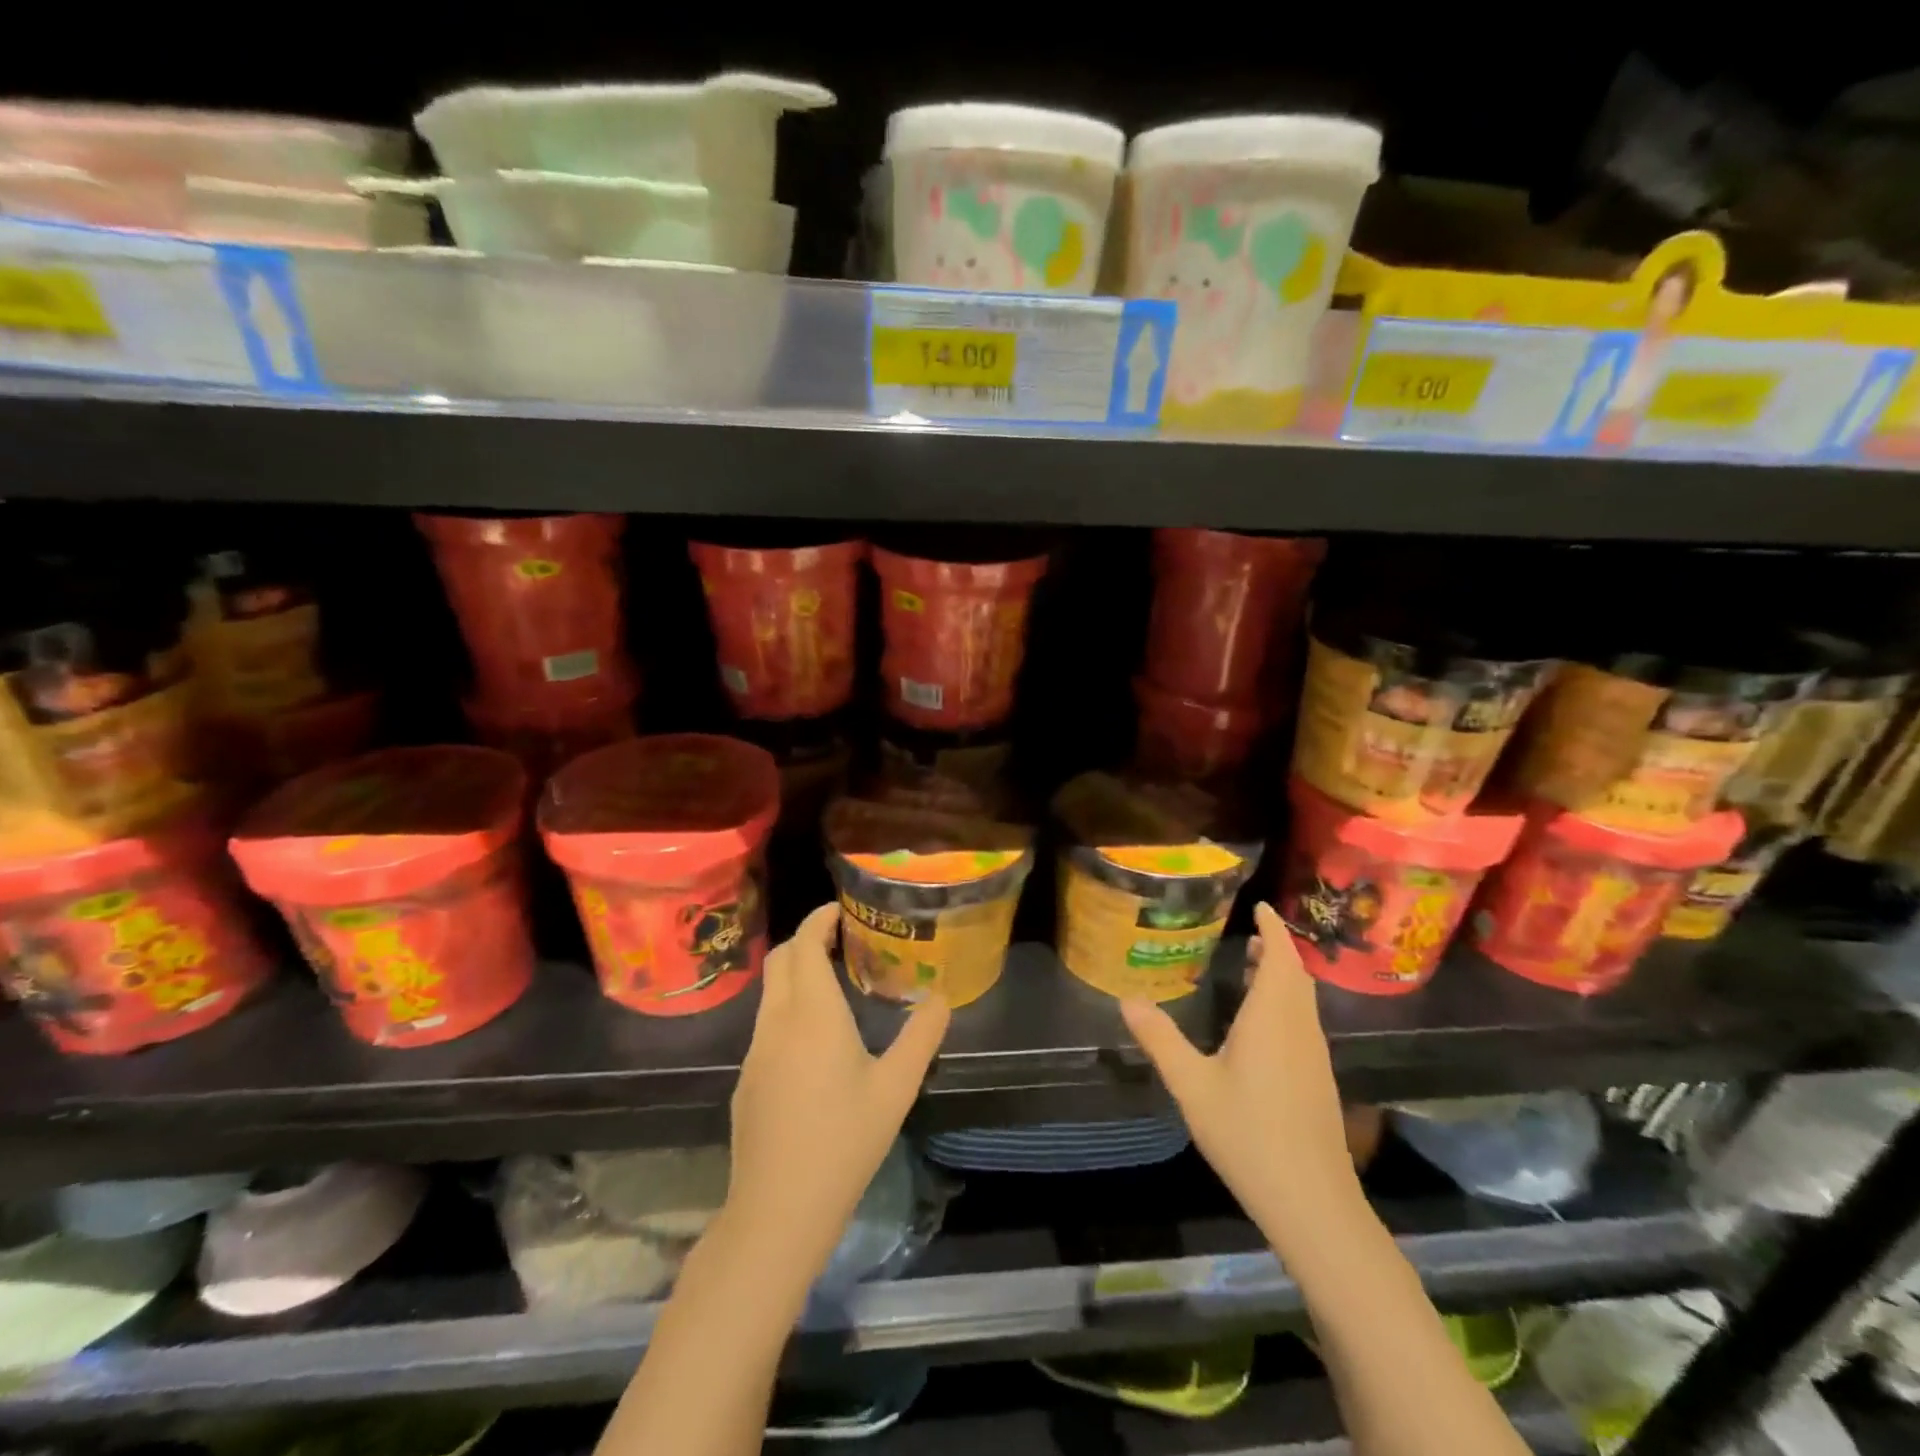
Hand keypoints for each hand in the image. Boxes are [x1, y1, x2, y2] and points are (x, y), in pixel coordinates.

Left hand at [724, 904, 950, 1274]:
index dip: (820, 918)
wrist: (777, 1210)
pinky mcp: (746, 1078)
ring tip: (835, 983)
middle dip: (808, 939)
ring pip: (771, 991)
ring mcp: (756, 1050)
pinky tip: (816, 1040)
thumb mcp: (896, 1087)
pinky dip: (788, 1006)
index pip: (805, 943)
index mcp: (812, 1013)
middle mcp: (777, 1020)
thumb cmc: (844, 1141)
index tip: (843, 910)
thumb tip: (941, 998)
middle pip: (782, 959)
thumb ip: (922, 1036)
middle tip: (845, 941)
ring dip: (797, 973)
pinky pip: (767, 1023)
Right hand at [1121, 902, 1357, 1250]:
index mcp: (1272, 1017)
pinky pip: (1304, 1020)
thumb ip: (1160, 1039)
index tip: (1259, 905)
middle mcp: (1299, 1026)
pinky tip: (1262, 1024)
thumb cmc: (1248, 1133)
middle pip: (1296, 974)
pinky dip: (1287, 1002)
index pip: (1280, 956)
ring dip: (1283, 976)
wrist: (1312, 1202)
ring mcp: (1314, 1054)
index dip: (1272, 928)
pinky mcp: (1318, 1078)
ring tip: (1252, 969)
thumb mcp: (1192, 1085)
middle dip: (1276, 949)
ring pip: (1303, 999)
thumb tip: (1127, 1000)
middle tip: (1248, 935)